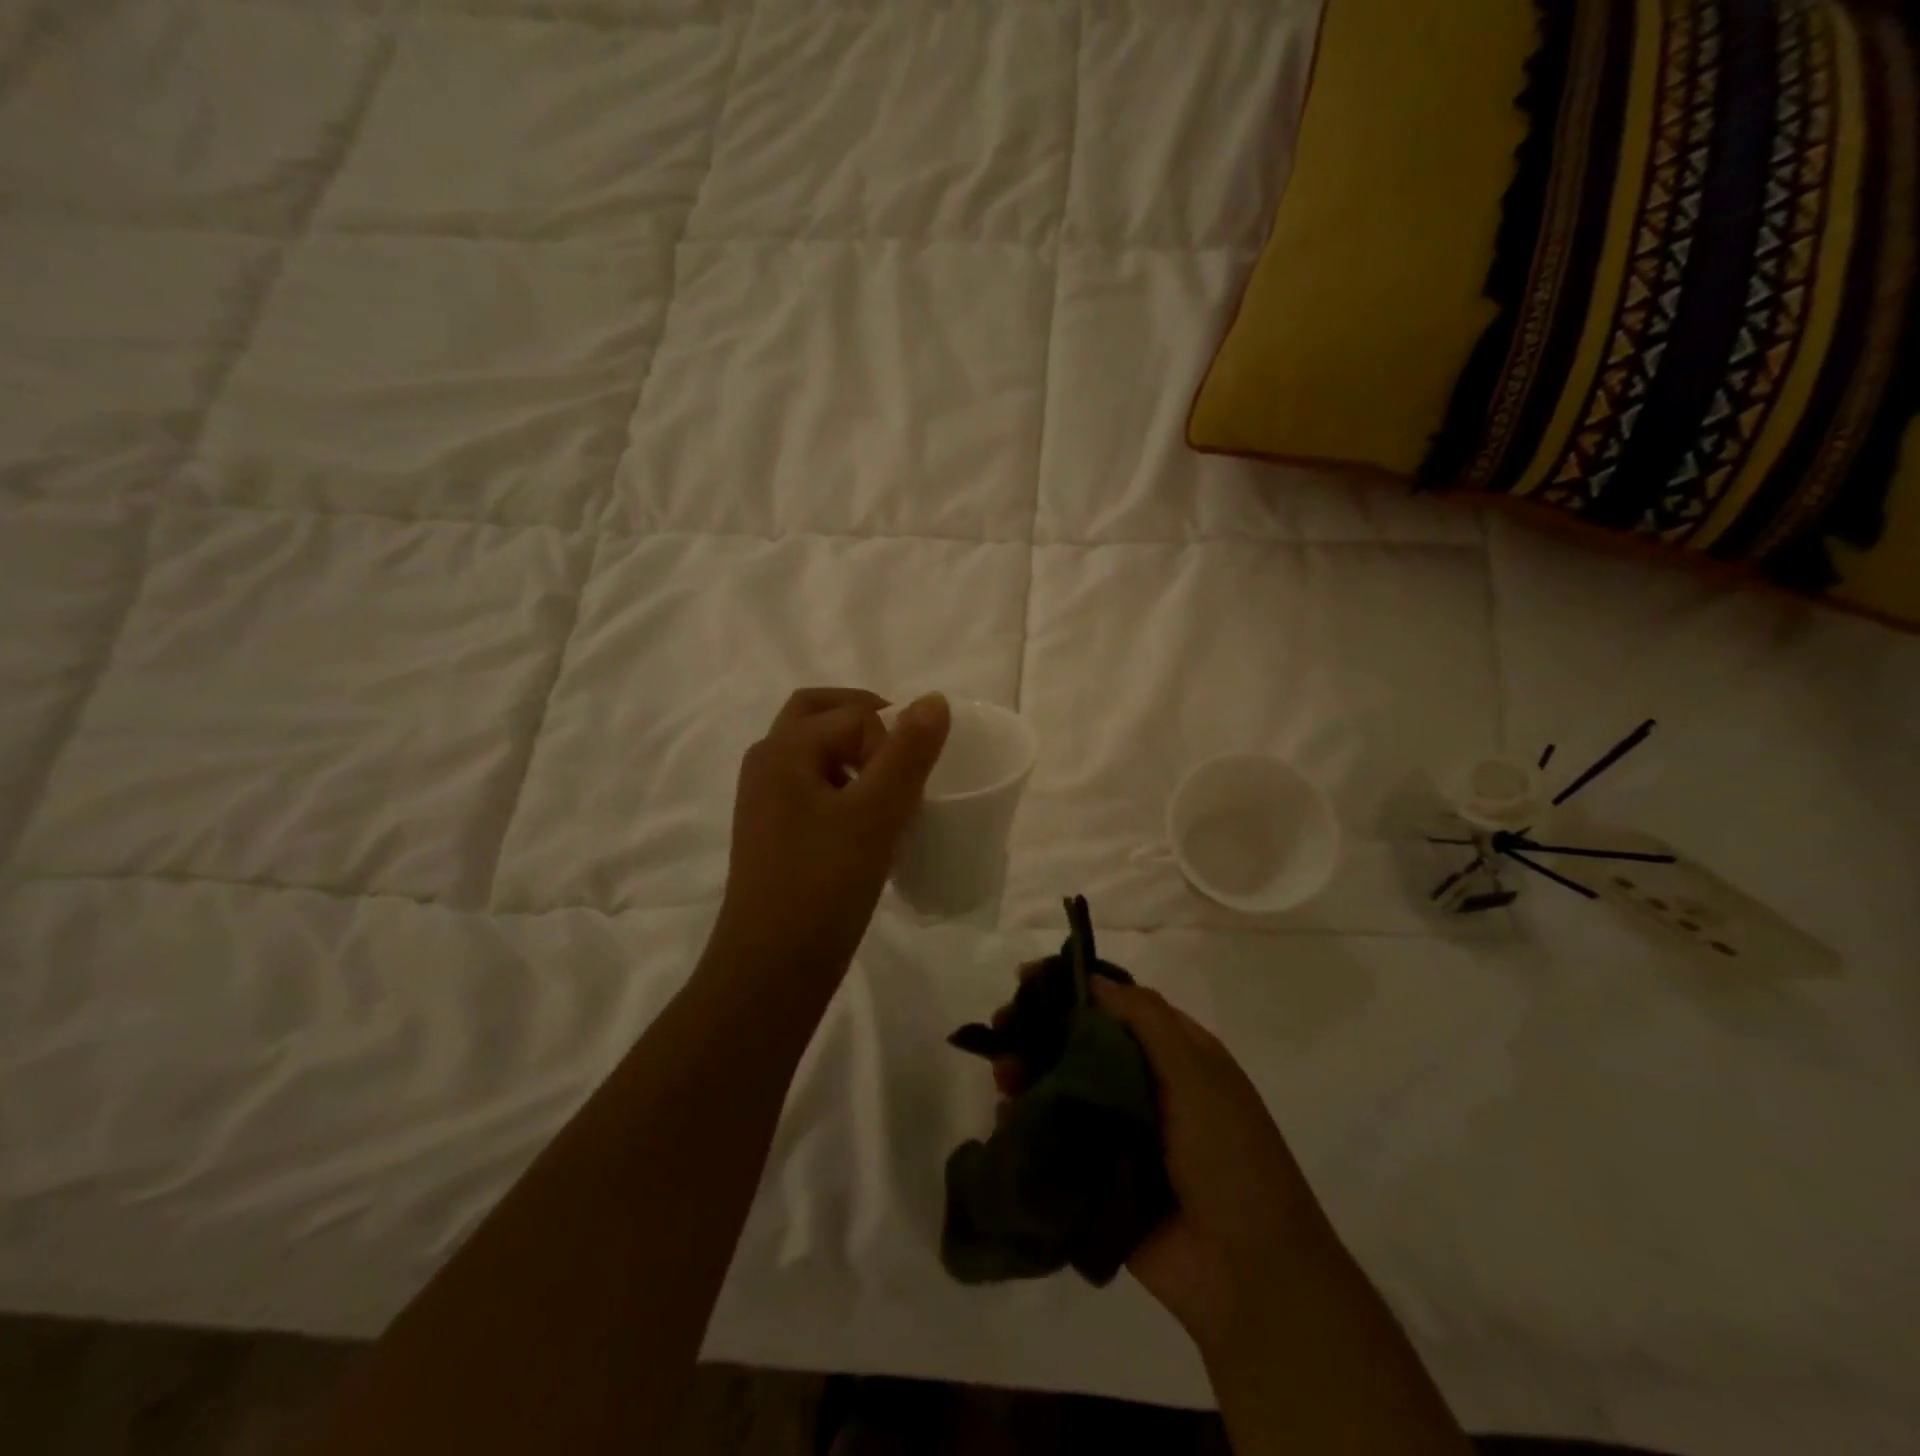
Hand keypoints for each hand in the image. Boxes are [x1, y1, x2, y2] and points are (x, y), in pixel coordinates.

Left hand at [710, 688, 950, 986]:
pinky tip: (868, 820)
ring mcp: (765, 798)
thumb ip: (908, 753)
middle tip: (904, 748)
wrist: (770, 969)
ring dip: (853, 750)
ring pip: (814, 750)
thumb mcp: (876, 815)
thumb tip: (935, 699)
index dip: (892, 739)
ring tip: (891, 786)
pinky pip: (811, 784)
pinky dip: (842, 782)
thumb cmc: (823, 886)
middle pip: (818, 714)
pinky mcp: (774, 830)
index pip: (854, 715)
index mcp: (784, 749)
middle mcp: (767, 763)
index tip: (914, 785)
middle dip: (865, 719)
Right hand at [991, 973, 1331, 1364]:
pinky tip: (1005, 1114)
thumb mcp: (1195, 1071)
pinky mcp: (1097, 1177)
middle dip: (1039, 1029)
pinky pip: (1055, 1140)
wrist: (1247, 1270)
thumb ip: (1144, 1019)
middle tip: (1001, 1025)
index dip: (1072, 989)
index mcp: (1174, 1056)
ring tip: (1003, 1073)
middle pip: (1081, 1044)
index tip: (1027, 979)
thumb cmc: (1227, 1152)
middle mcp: (1143, 1086)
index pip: (1115, 1006)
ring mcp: (1118, 1132)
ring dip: (1028, 1072)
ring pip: (1062, 1088)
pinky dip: (1028, 1123)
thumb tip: (1091, 978)